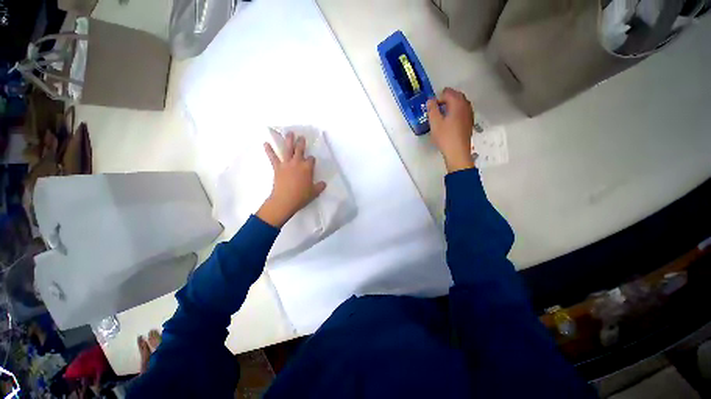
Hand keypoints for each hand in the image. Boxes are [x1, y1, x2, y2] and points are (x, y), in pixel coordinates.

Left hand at [257, 132, 326, 227]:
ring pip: (288, 149)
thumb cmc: (302, 196)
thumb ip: (320, 186)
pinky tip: (265, 144)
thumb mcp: (315, 192)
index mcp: (308, 168)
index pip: (311, 159)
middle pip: (300, 150)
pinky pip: (273, 157)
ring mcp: (286, 164)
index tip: (312, 161)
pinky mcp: (277, 167)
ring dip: (288, 140)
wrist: (285, 200)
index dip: (312, 159)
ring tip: (289, 133)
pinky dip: (269, 150)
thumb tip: (324, 183)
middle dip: (301, 143)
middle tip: (301, 137)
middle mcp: (298, 163)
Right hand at [426, 88, 474, 172]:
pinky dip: (455, 112)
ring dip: (450, 106)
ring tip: (442, 116)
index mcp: (457, 103)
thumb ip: (432, 109)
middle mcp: (466, 105)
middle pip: (455, 96)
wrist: (457, 152)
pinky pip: (462, 111)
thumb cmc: (445, 137)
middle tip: (436, 111)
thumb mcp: (434, 123)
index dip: (438, 98)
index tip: (431, 109)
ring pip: (460, 104)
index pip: (447, 92)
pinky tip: (449, 123)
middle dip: (445, 100)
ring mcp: (469, 114)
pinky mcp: (469, 122)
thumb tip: (430, 100)